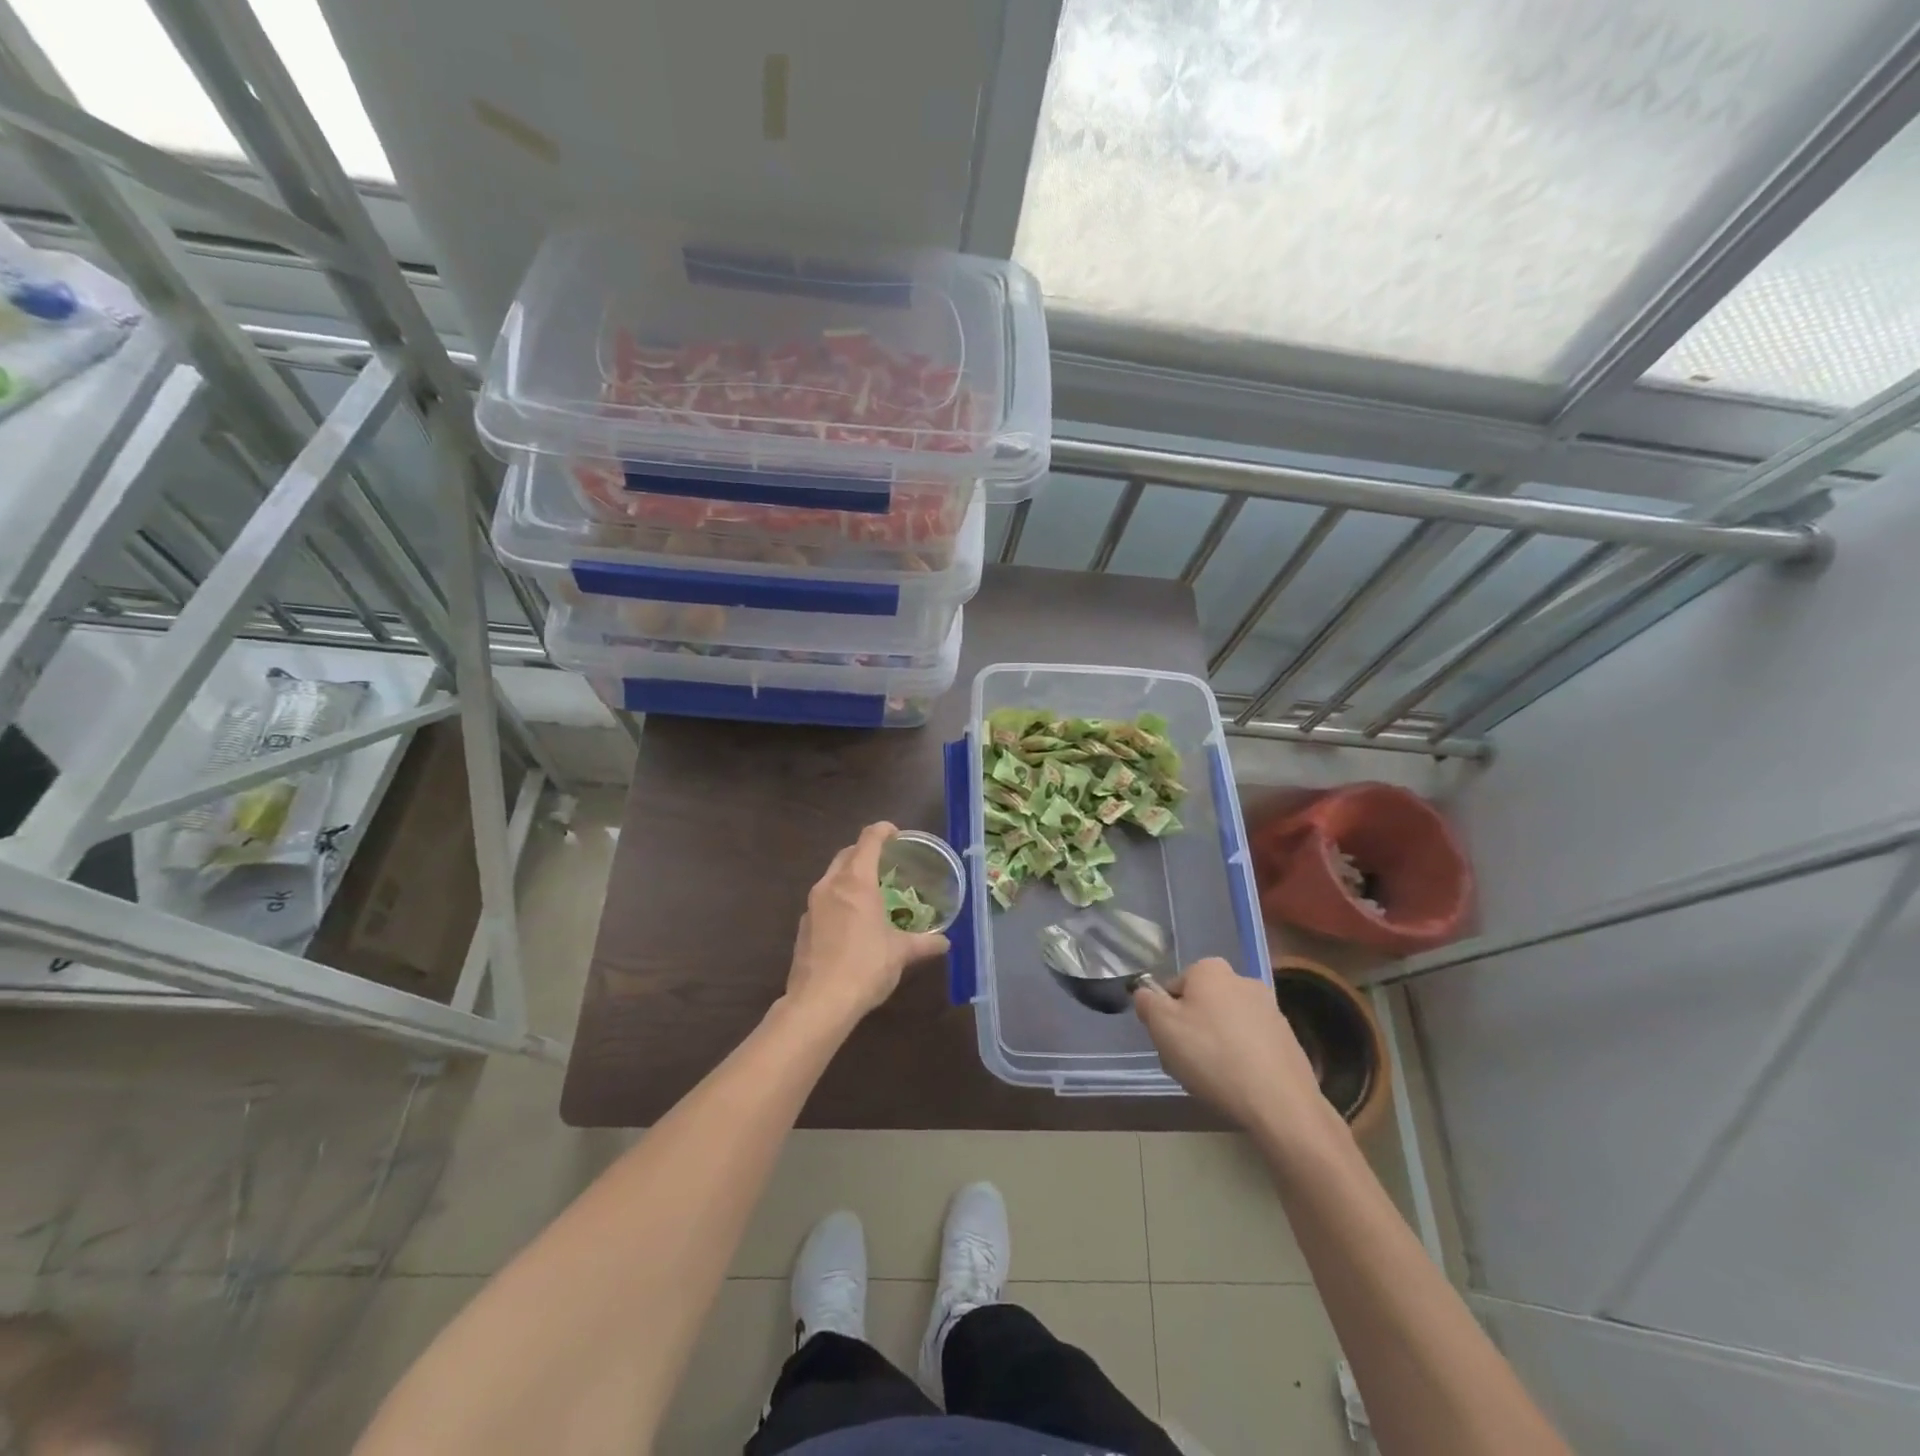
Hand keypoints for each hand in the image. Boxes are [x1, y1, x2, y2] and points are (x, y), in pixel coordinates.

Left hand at [784, 822, 949, 1029]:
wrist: (819, 1002)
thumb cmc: (865, 967)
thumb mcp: (900, 953)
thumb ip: (924, 943)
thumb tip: (944, 942)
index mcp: (856, 882)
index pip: (868, 839)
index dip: (883, 830)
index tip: (896, 835)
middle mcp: (831, 885)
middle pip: (847, 854)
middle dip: (865, 852)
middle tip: (887, 864)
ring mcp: (812, 905)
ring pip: (832, 877)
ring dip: (850, 876)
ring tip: (871, 892)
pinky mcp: (803, 926)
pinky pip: (823, 901)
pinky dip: (838, 900)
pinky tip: (852, 922)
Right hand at [1135, 958, 1345, 1148]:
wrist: (1279, 1102)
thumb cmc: (1212, 1056)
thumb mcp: (1162, 1026)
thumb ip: (1146, 1001)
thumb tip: (1146, 993)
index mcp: (1210, 969)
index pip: (1174, 987)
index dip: (1165, 1016)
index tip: (1169, 1043)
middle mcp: (1242, 979)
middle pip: (1201, 1005)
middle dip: (1191, 1031)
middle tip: (1187, 1064)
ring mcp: (1270, 1009)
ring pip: (1225, 1025)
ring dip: (1215, 1046)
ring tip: (1213, 1080)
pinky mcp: (1287, 1038)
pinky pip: (1250, 1044)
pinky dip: (1240, 1059)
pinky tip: (1238, 1085)